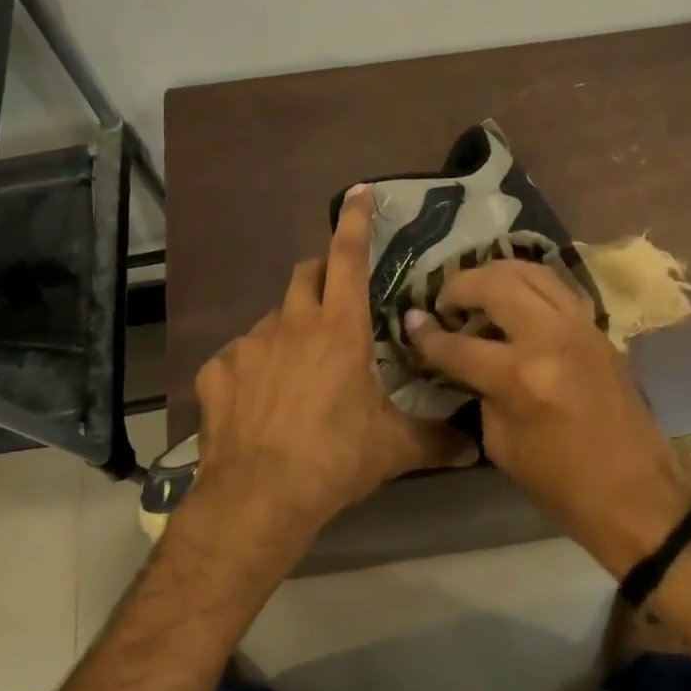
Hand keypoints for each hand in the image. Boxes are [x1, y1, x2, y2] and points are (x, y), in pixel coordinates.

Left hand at [182, 186, 478, 582]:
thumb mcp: (393, 448)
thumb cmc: (335, 460)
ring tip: (299, 372)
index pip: (349, 258)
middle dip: (321, 274)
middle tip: (335, 302)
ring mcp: (249, 345)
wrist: (259, 497)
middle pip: (305, 274)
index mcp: (340, 329)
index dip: (355, 222)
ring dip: (290, 330)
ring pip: (273, 319)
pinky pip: (239, 357)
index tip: (358, 193)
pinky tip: (260, 402)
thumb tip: (474, 449)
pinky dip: (255, 368)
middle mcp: (292, 324)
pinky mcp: (217, 371)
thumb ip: (436, 440)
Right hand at [404, 261, 690, 575]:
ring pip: (531, 271)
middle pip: (495, 284)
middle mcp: (551, 338)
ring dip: (496, 274)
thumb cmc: (561, 484)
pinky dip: (528, 284)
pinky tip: (514, 300)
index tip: (410, 322)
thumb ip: (480, 391)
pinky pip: (557, 288)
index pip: (459, 344)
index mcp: (521, 377)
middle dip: (460, 286)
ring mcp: (581, 327)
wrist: (636, 494)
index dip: (427, 336)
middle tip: (445, 304)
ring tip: (477, 292)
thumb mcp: (502, 444)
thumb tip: (463, 360)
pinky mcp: (599, 329)